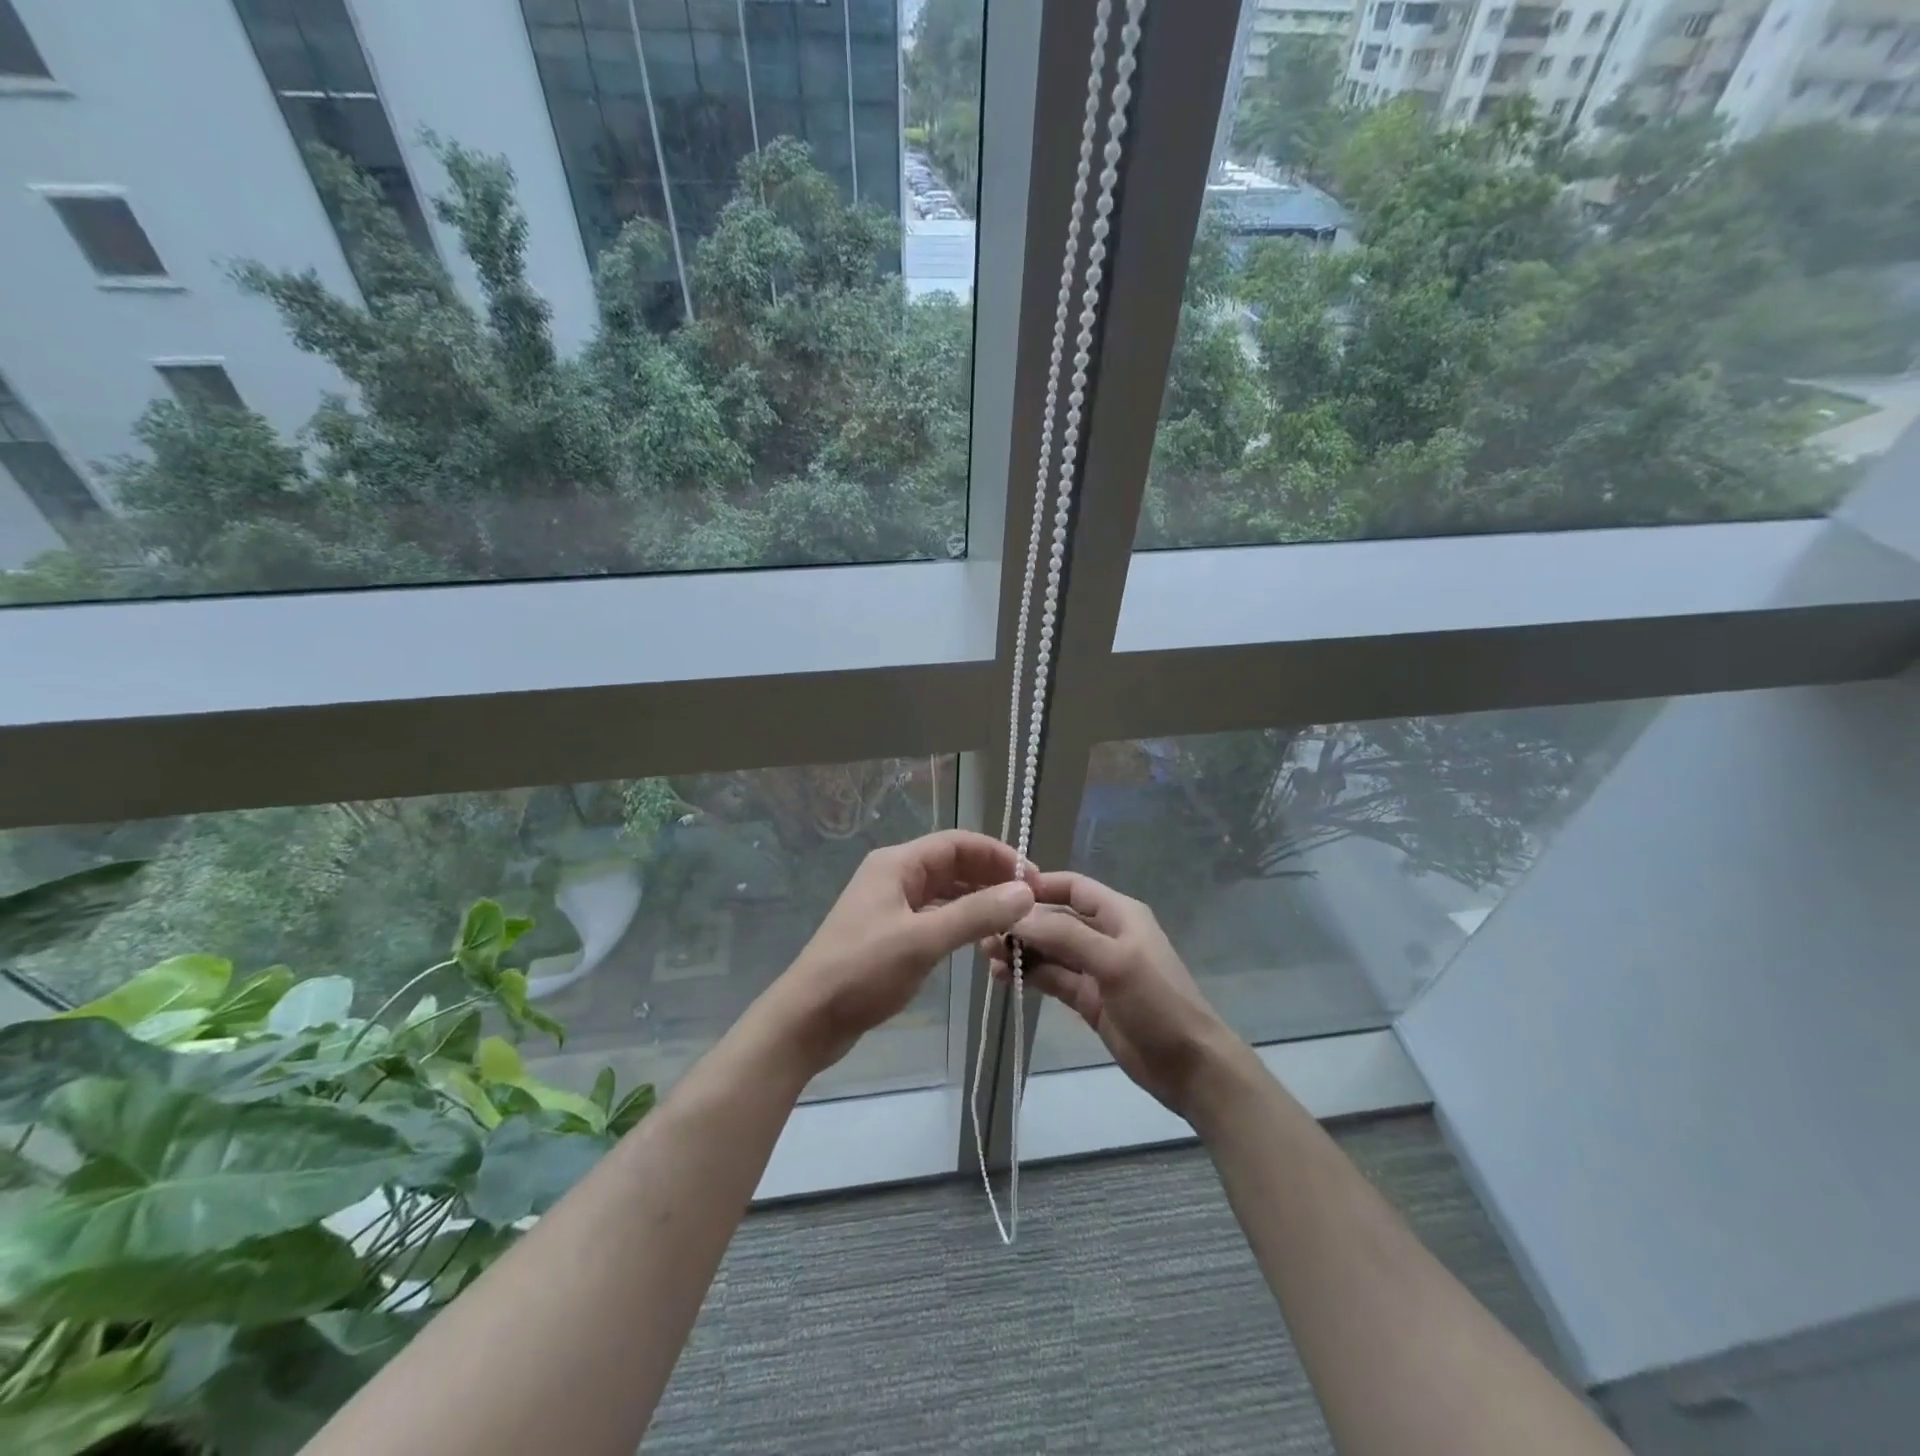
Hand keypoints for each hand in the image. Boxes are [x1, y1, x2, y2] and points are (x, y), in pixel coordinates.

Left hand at [770, 830, 1036, 1073]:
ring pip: (945, 892)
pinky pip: (935, 916)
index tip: (1033, 878)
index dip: (998, 855)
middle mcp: (894, 876)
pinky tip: (983, 940)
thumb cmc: (861, 972)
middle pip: (953, 865)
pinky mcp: (891, 933)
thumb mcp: (922, 941)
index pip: (957, 843)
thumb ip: (975, 914)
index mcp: (897, 864)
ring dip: (978, 902)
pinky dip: (961, 922)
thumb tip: (1025, 892)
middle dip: (991, 878)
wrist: (807, 1019)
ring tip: (1014, 922)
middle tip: (1030, 902)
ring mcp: (891, 905)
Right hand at [986, 871, 1242, 1116]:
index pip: (1072, 887)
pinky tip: (1003, 977)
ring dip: (1020, 950)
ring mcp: (1094, 968)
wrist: (1188, 1066)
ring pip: (1049, 950)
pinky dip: (1029, 975)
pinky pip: (1052, 978)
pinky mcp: (1086, 998)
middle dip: (1022, 923)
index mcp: (1118, 913)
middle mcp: (1103, 934)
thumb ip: (1065, 936)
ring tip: (987, 957)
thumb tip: (1017, 916)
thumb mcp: (1114, 961)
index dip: (1038, 885)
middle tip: (984, 933)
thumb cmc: (1157, 1001)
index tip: (999, 892)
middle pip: (1055, 919)